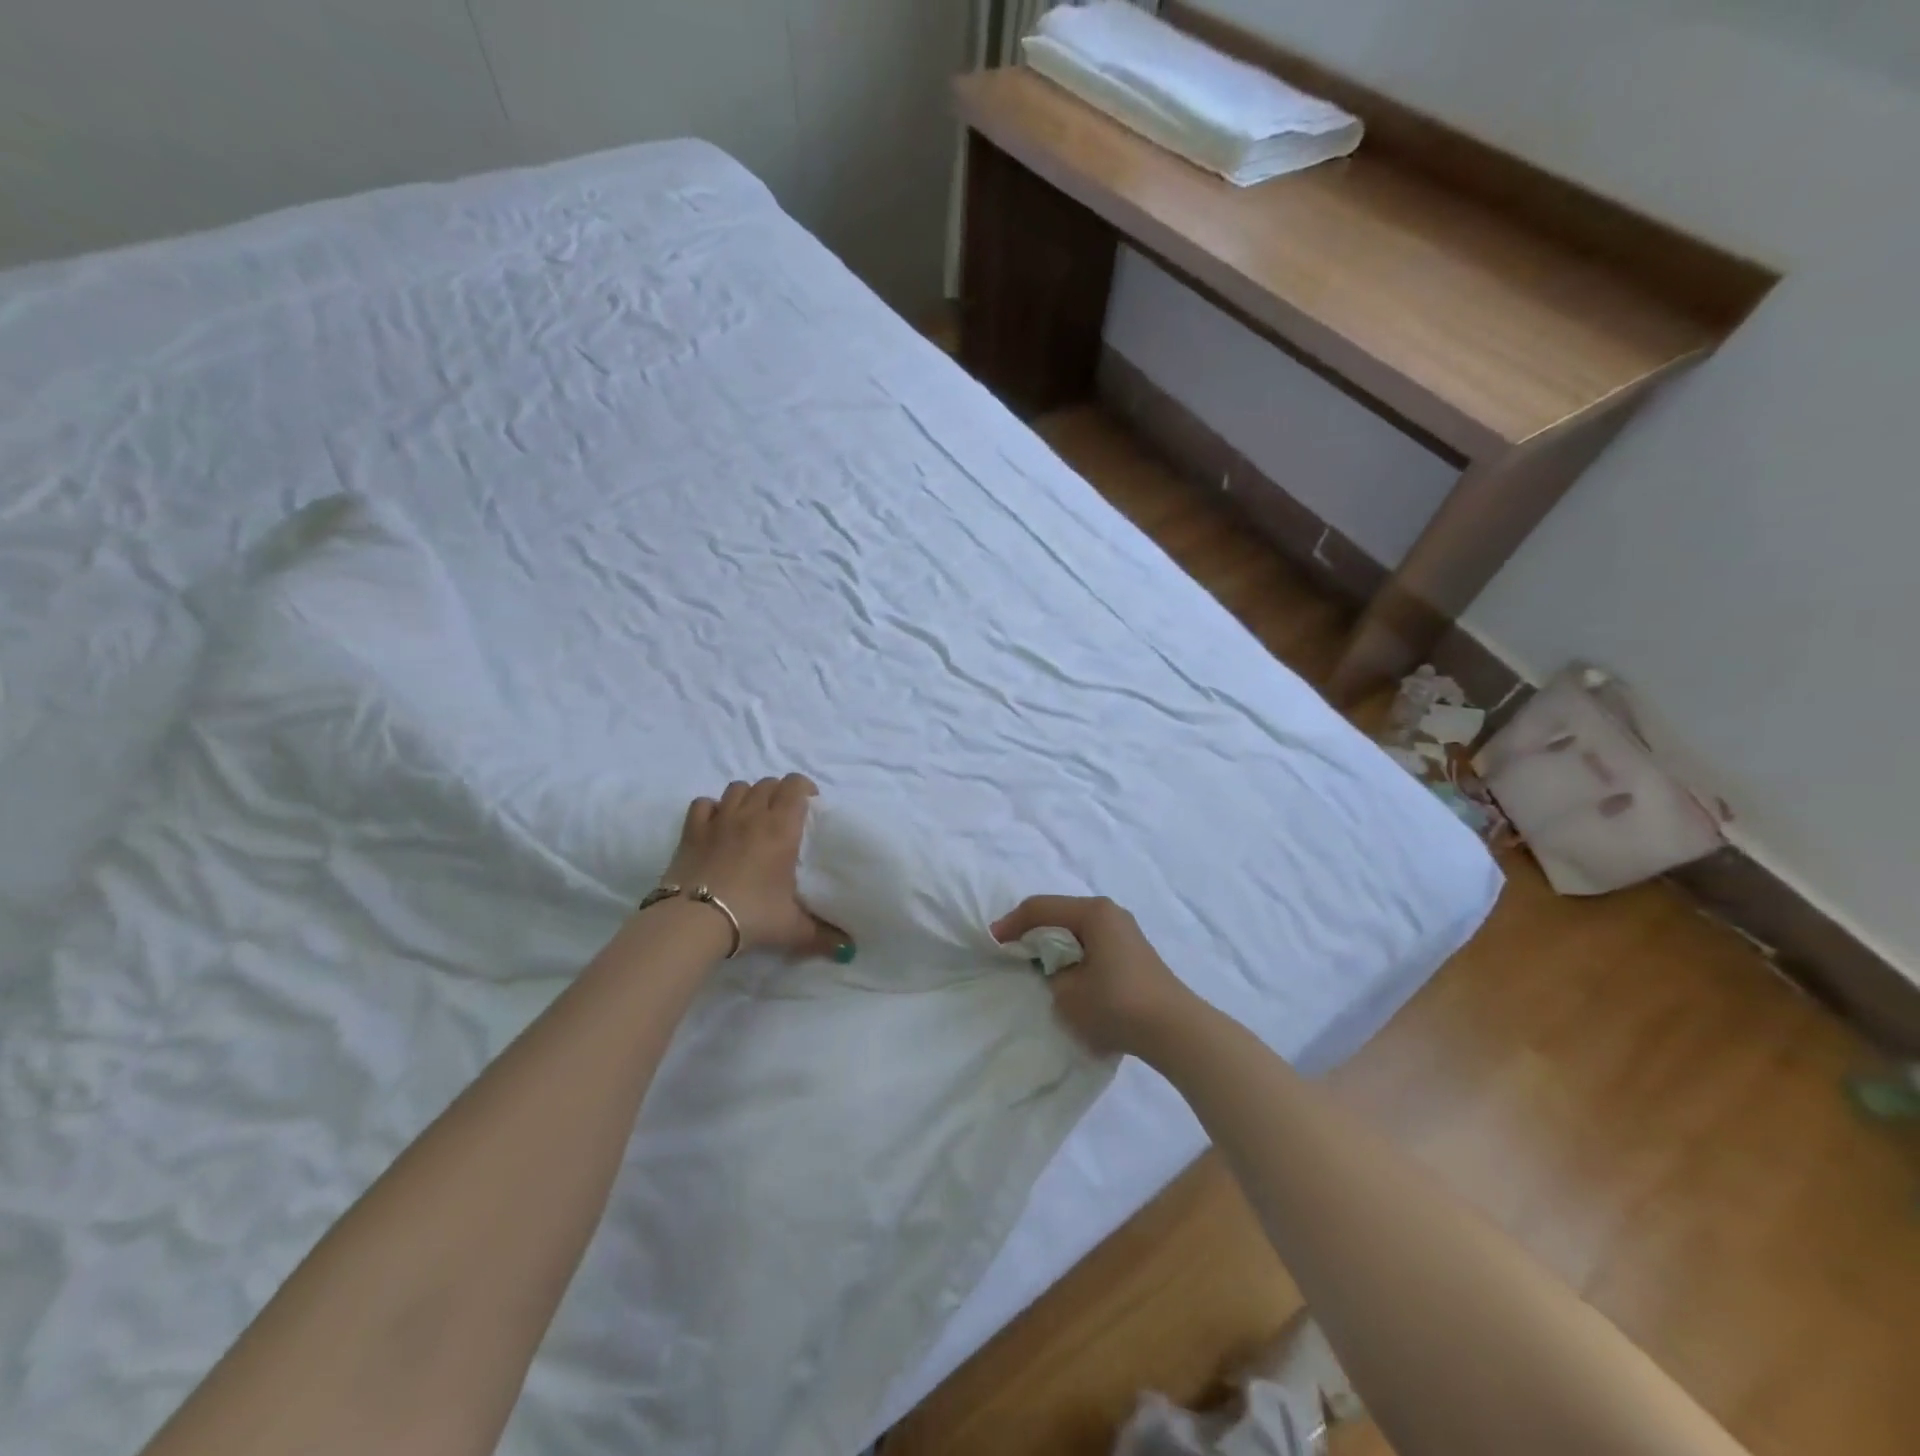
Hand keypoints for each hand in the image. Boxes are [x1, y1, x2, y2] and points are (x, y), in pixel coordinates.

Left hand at [661, 776, 845, 958]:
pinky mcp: (691, 830)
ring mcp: (719, 819)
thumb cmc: (752, 916)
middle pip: (767, 783)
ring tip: (751, 817)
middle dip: (778, 793)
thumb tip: (848, 949)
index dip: (804, 788)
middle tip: (783, 817)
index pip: (795, 785)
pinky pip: (703, 803)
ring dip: (747, 797)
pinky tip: (716, 825)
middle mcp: (751, 815)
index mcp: (782, 828)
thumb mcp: (793, 928)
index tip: (810, 805)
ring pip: (737, 788)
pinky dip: (712, 809)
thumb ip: (822, 935)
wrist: (694, 921)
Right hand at [992, 895, 1198, 1057]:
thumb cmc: (1115, 1004)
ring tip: (1036, 966)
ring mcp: (1125, 932)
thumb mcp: (1066, 992)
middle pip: (1060, 914)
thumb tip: (1056, 970)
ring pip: (1078, 929)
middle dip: (1033, 931)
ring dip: (1055, 944)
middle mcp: (1110, 913)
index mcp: (1093, 912)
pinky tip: (1067, 976)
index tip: (993, 942)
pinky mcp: (1134, 953)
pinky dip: (1074, 954)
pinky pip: (1093, 944)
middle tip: (1011, 951)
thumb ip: (1050, 974)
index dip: (1012, 924)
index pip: (1041, 908)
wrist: (1174, 1030)